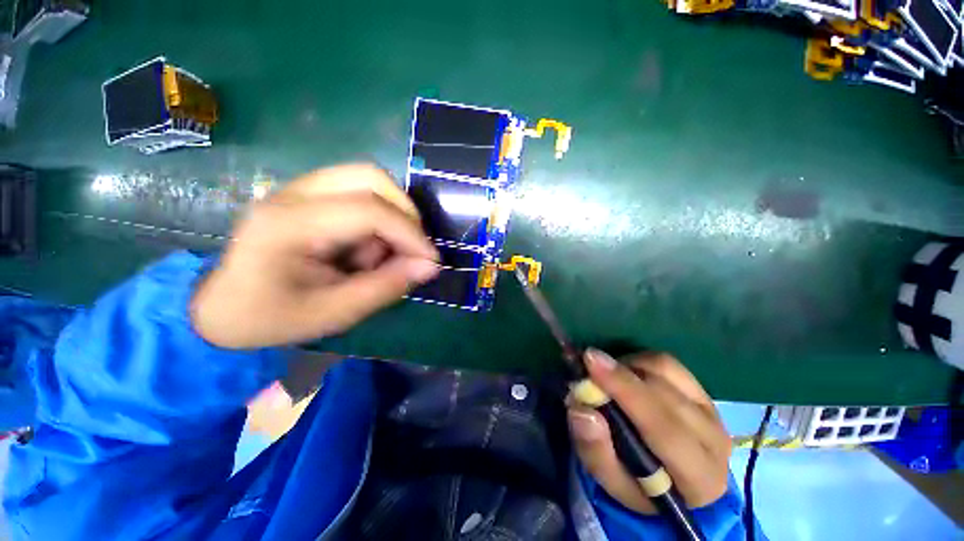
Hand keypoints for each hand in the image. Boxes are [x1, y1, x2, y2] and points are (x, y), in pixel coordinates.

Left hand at [191, 164, 439, 349]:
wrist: (223, 308)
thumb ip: (386, 286)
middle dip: (405, 213)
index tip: (431, 261)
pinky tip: (365, 247)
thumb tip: (430, 266)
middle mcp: (293, 193)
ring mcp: (299, 188)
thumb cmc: (272, 318)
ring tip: (383, 253)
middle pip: (370, 177)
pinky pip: (359, 192)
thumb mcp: (334, 313)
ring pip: (368, 179)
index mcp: (289, 224)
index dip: (410, 233)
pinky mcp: (308, 195)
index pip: (369, 210)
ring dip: (392, 215)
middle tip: (413, 248)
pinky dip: (378, 218)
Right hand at [567, 349, 730, 512]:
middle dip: (621, 375)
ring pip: (666, 371)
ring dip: (629, 367)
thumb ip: (596, 451)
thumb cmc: (638, 485)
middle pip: (665, 394)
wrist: (671, 479)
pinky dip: (639, 362)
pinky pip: (667, 363)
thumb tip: (582, 410)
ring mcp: (712, 410)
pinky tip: (625, 374)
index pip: (664, 427)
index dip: (625, 390)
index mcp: (699, 479)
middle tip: (587, 363)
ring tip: (607, 378)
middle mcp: (715, 440)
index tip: (591, 362)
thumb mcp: (611, 480)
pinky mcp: (702, 391)